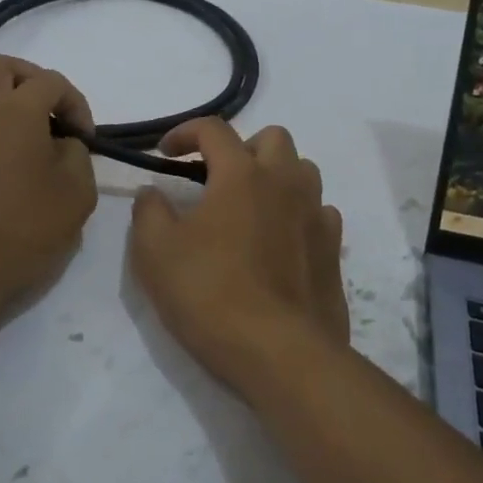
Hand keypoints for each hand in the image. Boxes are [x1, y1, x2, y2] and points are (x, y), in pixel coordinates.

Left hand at [0, 55, 96, 326]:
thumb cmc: (21, 231)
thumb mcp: (77, 195)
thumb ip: (77, 156)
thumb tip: (61, 142)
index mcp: (17, 110)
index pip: (52, 82)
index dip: (75, 103)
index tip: (83, 136)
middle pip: (2, 66)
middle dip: (31, 81)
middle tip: (46, 113)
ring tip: (2, 112)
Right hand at [127, 118, 346, 399]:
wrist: (280, 353)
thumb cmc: (210, 294)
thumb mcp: (155, 252)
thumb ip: (148, 211)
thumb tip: (152, 192)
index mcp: (241, 174)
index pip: (214, 130)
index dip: (185, 133)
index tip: (164, 154)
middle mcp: (285, 183)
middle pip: (272, 138)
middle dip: (241, 148)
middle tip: (215, 179)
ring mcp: (316, 215)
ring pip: (302, 171)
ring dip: (275, 176)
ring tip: (249, 206)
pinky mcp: (333, 250)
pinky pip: (319, 212)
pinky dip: (297, 213)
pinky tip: (279, 240)